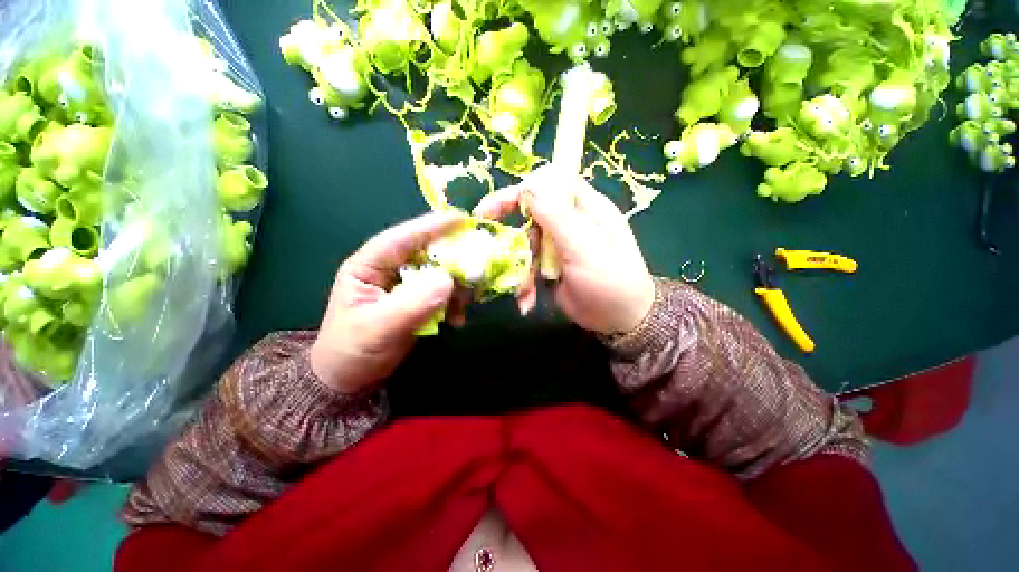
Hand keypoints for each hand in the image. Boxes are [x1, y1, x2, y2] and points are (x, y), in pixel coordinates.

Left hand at [310, 212, 461, 393]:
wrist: (352, 379)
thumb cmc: (353, 350)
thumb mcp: (378, 327)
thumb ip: (412, 303)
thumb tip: (448, 279)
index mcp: (370, 265)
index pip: (401, 238)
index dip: (431, 226)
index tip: (463, 219)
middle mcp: (391, 268)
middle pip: (429, 252)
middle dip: (454, 260)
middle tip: (477, 270)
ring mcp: (409, 284)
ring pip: (442, 271)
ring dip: (458, 285)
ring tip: (463, 306)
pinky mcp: (421, 299)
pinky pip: (447, 291)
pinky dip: (456, 302)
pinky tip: (457, 319)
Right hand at [474, 166, 654, 335]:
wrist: (620, 322)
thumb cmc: (610, 283)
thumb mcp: (585, 250)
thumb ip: (558, 217)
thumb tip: (529, 185)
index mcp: (586, 209)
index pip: (552, 183)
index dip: (524, 190)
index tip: (498, 206)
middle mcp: (571, 222)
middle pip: (533, 212)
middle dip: (510, 225)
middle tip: (484, 224)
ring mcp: (559, 245)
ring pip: (527, 243)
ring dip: (519, 266)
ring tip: (523, 291)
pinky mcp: (552, 266)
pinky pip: (529, 265)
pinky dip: (525, 283)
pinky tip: (527, 301)